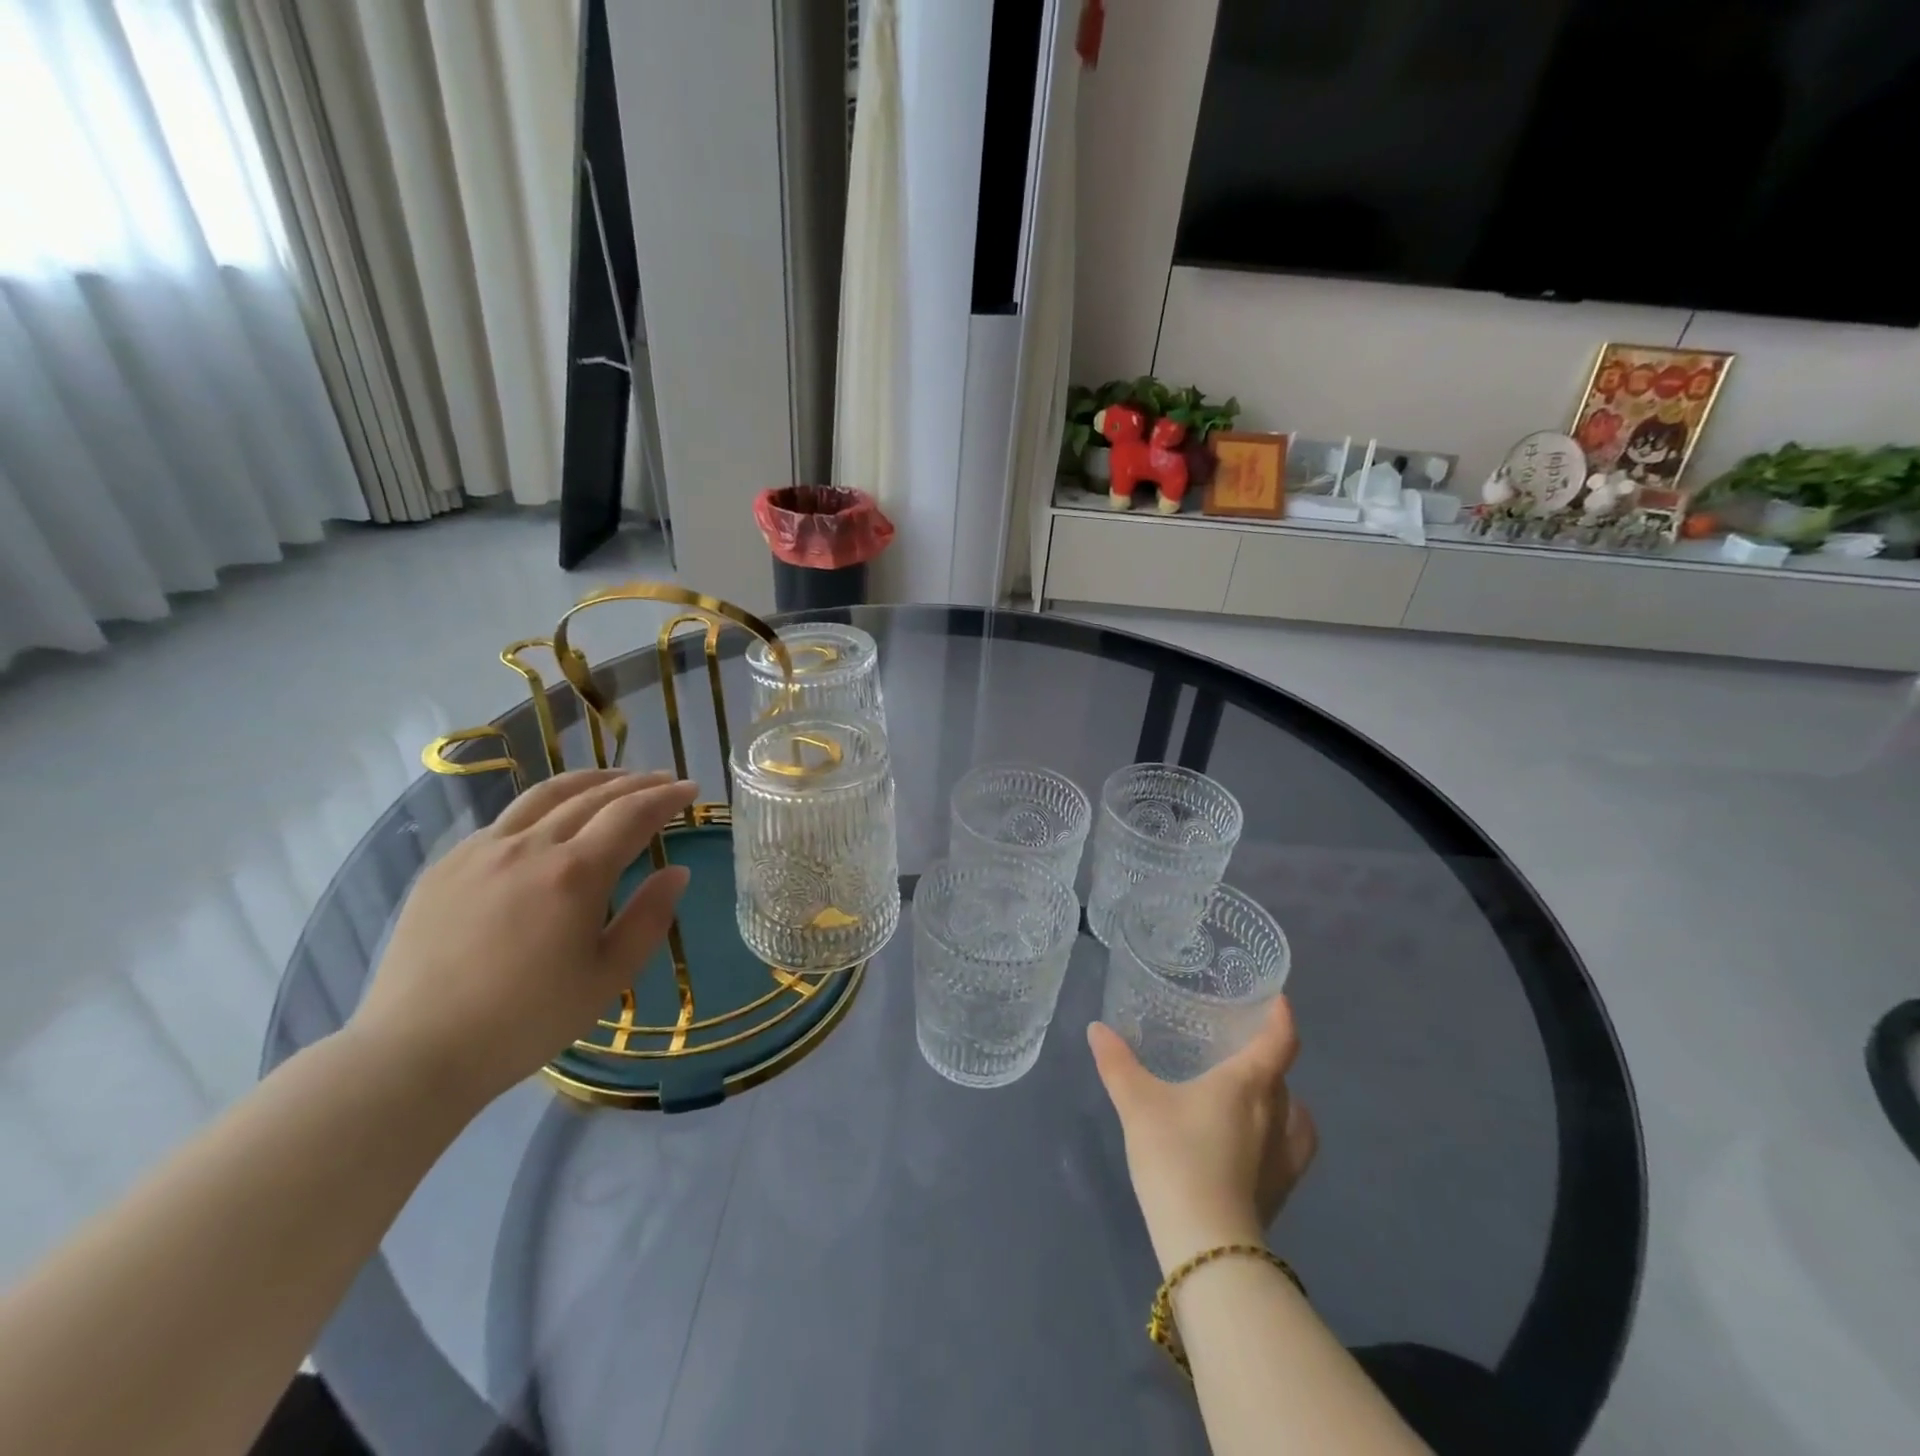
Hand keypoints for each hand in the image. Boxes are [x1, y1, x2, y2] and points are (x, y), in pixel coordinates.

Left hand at [351, 770, 697, 1109]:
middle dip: (635, 783)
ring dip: (588, 781)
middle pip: (592, 796)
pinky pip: (505, 820)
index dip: (666, 797)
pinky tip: (549, 821)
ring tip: (613, 779)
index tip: (691, 788)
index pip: (632, 815)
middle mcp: (530, 846)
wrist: (416, 1052)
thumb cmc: (526, 1021)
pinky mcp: (447, 865)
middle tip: (663, 780)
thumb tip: (677, 872)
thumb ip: (649, 918)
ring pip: (544, 795)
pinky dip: (543, 807)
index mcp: (575, 873)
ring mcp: (482, 850)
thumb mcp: (608, 977)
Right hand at [1089, 998, 1316, 1272]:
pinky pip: (1292, 1147)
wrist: (1206, 1243)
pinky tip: (1260, 1140)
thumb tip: (1097, 1028)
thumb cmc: (1176, 1156)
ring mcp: (1283, 1155)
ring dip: (1279, 1097)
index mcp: (1248, 1083)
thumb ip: (1117, 1063)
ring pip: (1292, 1112)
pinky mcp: (1281, 1190)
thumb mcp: (1137, 1103)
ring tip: (1253, 1091)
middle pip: (1281, 1074)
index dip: (1281, 1017)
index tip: (1277, 1000)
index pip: (1280, 1041)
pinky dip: (1284, 1134)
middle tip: (1237, 1044)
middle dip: (1266, 1056)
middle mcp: (1275, 1113)